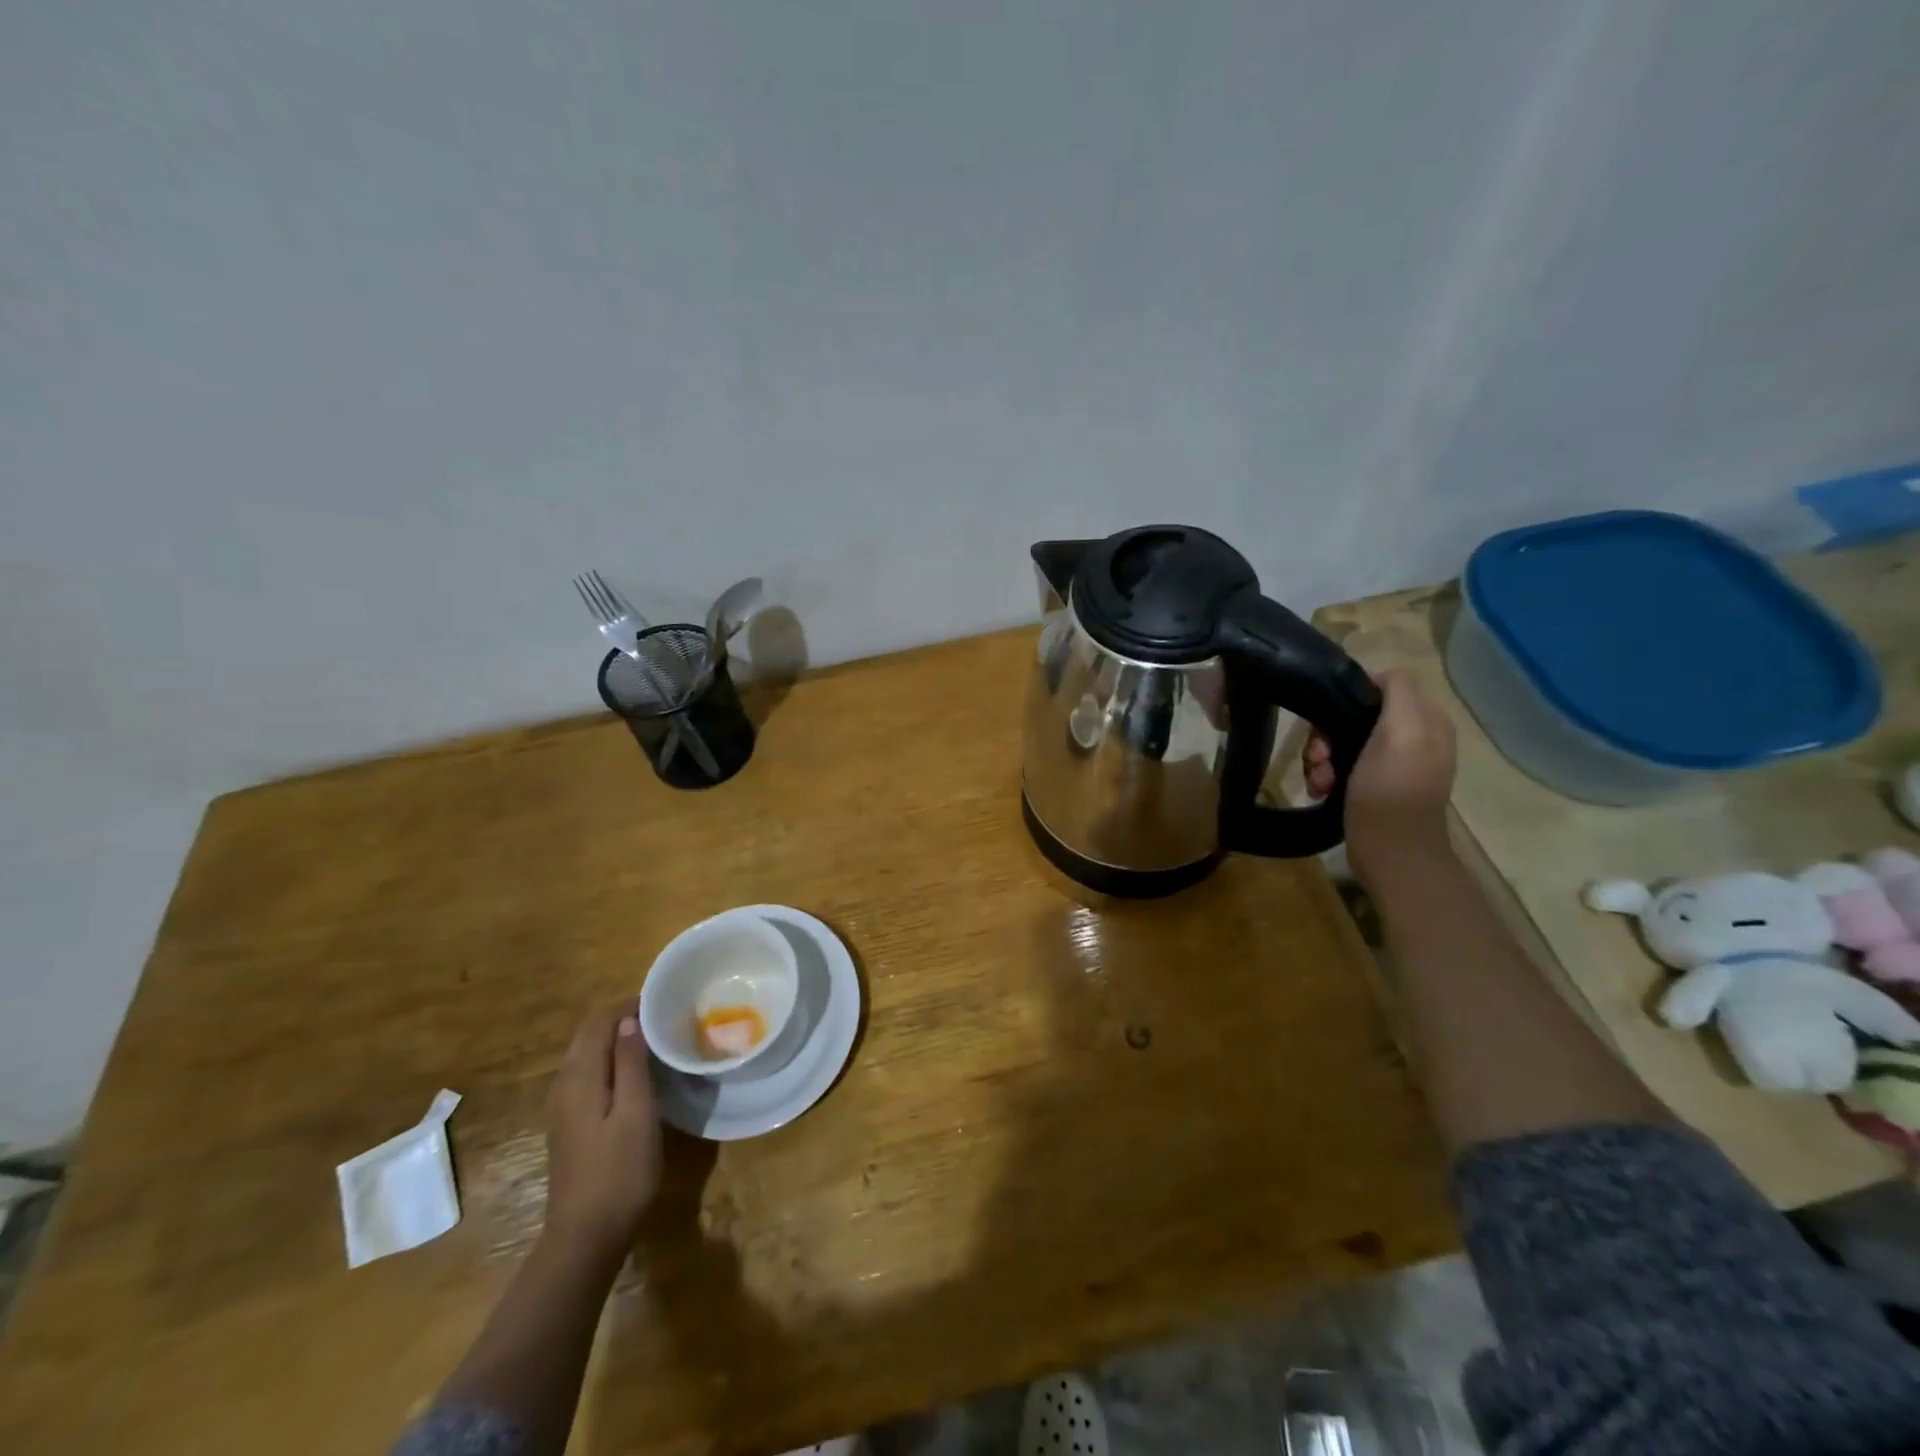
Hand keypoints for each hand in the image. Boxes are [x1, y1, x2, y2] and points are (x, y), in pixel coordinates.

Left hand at [543, 1003, 662, 1261]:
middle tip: (665, 1017)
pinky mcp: (571, 1124)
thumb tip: (629, 1020)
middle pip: (590, 1035)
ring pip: (589, 1055)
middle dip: (624, 1018)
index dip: (629, 1005)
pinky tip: (638, 1073)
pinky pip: (590, 1075)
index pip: (599, 1021)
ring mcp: (563, 1107)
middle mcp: (564, 1085)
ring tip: (657, 1039)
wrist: (586, 1237)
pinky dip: (612, 1061)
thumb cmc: (619, 1171)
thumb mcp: (636, 1112)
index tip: (665, 1002)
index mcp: (578, 1078)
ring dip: (618, 1040)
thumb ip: (629, 1063)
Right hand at [1305, 669, 1456, 886]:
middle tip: (1318, 757)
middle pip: (1356, 716)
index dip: (1348, 699)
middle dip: (1329, 735)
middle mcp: (1414, 737)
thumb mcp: (1401, 731)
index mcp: (1426, 720)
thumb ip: (1398, 692)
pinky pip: (1344, 766)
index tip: (1328, 722)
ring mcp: (1395, 764)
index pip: (1379, 687)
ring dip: (1323, 758)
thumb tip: (1380, 676)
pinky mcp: (1376, 786)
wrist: (1391, 852)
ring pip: (1344, 742)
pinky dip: (1328, 775)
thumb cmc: (1391, 790)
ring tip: (1318, 780)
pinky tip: (1322, 789)